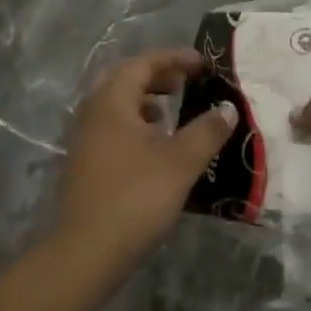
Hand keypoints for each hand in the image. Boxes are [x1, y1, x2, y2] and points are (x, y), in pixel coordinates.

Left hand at [57, 48, 236, 267]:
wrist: (86, 251)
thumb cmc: (135, 197)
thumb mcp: (181, 162)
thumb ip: (207, 131)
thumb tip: (228, 109)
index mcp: (112, 101)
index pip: (143, 63)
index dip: (175, 58)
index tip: (204, 64)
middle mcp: (92, 111)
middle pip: (125, 78)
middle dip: (157, 75)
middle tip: (186, 81)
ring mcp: (83, 138)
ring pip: (115, 103)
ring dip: (144, 99)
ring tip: (172, 111)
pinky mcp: (83, 162)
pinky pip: (110, 125)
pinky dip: (134, 122)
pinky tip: (153, 145)